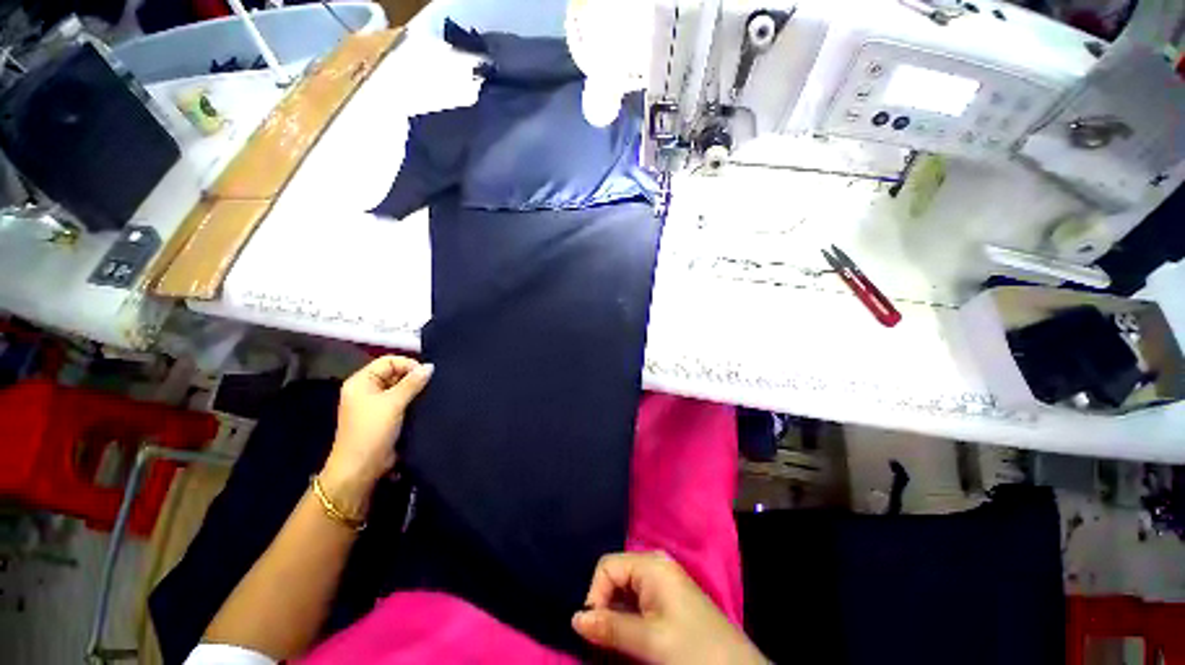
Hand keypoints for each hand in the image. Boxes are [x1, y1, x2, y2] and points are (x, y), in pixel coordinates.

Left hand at [321, 356, 432, 510]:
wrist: (361, 468)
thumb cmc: (372, 430)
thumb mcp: (393, 403)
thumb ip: (412, 383)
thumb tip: (430, 367)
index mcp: (361, 381)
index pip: (388, 361)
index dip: (408, 364)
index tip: (426, 374)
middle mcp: (367, 389)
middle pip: (394, 373)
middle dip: (413, 376)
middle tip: (431, 384)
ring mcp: (375, 404)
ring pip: (399, 387)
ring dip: (414, 389)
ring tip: (431, 394)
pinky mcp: (385, 417)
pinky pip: (401, 401)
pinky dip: (413, 400)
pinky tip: (426, 403)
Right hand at [572, 552, 765, 664]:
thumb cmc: (693, 650)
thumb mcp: (650, 640)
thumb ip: (610, 627)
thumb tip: (575, 619)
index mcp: (651, 564)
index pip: (607, 566)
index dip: (595, 595)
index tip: (596, 630)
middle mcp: (656, 565)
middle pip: (615, 576)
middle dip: (605, 605)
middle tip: (606, 640)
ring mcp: (664, 580)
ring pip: (625, 590)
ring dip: (616, 615)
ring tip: (618, 642)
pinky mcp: (669, 597)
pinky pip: (638, 599)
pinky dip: (629, 617)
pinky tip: (632, 637)